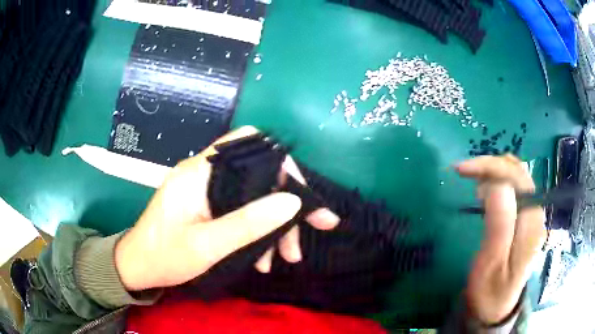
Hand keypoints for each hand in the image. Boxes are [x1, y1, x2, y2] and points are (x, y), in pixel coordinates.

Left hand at [115, 126, 339, 290]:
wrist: (138, 267)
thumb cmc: (164, 257)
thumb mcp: (207, 246)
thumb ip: (248, 223)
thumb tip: (293, 202)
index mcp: (199, 172)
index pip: (248, 144)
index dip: (280, 162)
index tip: (300, 195)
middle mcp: (205, 173)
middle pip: (257, 174)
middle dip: (285, 206)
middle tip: (301, 240)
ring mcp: (206, 190)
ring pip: (253, 196)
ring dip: (274, 226)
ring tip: (286, 258)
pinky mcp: (207, 205)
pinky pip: (242, 210)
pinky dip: (258, 231)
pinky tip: (263, 258)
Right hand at [457, 154, 546, 324]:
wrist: (496, 308)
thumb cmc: (489, 291)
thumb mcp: (491, 263)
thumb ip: (500, 223)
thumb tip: (496, 183)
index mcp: (531, 224)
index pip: (517, 178)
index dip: (491, 167)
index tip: (462, 170)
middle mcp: (537, 213)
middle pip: (519, 172)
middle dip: (491, 165)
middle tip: (464, 173)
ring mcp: (533, 214)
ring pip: (517, 175)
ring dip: (495, 170)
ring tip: (473, 180)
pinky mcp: (526, 218)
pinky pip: (515, 187)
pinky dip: (499, 179)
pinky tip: (487, 189)